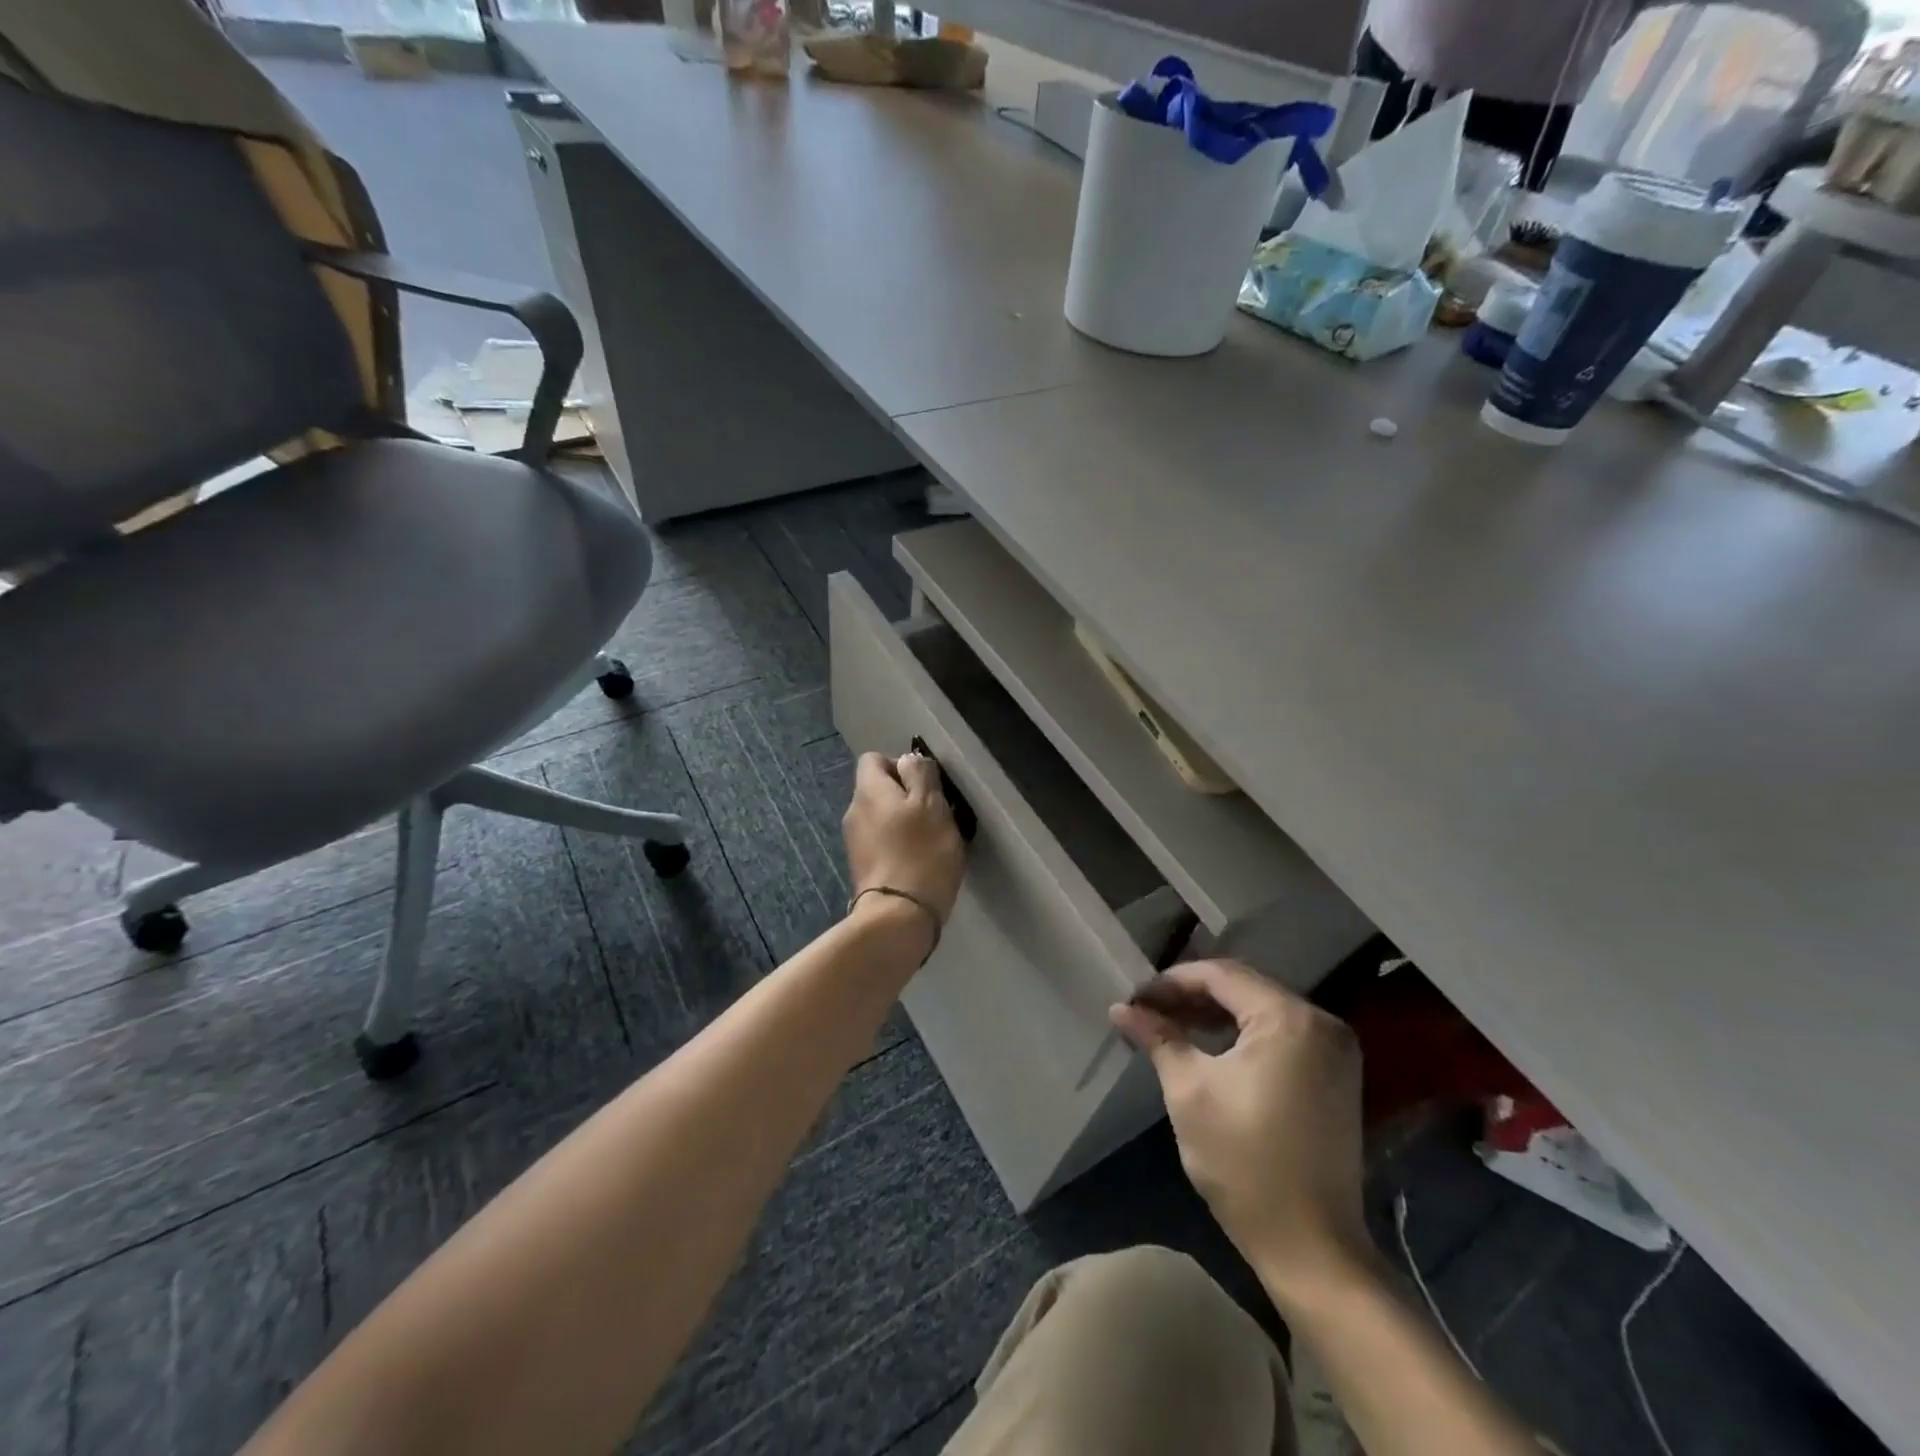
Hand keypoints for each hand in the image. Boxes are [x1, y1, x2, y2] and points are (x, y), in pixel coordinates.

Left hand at [843, 751, 965, 926]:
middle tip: (935, 815)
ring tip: (930, 841)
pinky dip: (897, 845)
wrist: (897, 916)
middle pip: (878, 789)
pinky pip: (880, 842)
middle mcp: (854, 811)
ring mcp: (854, 842)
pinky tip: (918, 862)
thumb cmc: (920, 853)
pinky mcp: (861, 868)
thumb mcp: (931, 804)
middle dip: (906, 796)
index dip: (900, 765)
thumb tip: (908, 761)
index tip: (926, 786)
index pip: (874, 758)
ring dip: (903, 823)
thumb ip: (920, 774)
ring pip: (880, 817)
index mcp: (868, 790)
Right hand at [1110, 960, 1372, 1306]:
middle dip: (1192, 996)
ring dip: (1215, 1014)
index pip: (1221, 975)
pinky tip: (1209, 1047)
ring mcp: (1335, 1051)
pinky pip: (1281, 1034)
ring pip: (1261, 1010)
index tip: (1135, 999)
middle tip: (1148, 1011)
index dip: (1172, 982)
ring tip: (1170, 1026)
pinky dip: (1242, 1035)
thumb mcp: (1190, 1091)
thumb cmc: (1245, 1163)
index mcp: (1289, 1019)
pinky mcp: (1336, 1076)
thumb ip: (1158, 1038)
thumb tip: (1120, 1008)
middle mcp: (1322, 1022)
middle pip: (1244, 988)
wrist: (1312, 1248)